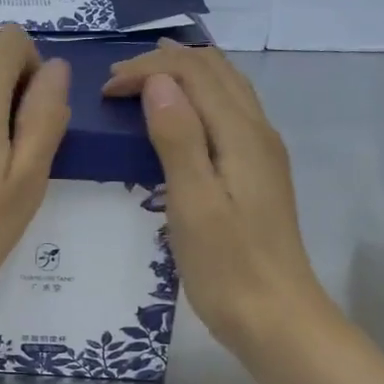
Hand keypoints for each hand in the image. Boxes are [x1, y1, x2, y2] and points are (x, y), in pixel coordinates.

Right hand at [103, 41, 337, 360]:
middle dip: (164, 64)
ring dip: (184, 77)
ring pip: (226, 89)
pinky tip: (179, 119)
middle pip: (215, 71)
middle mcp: (258, 132)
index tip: (106, 90)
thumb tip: (158, 81)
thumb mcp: (193, 202)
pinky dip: (197, 100)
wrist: (277, 319)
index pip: (194, 73)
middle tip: (118, 81)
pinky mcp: (257, 174)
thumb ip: (178, 137)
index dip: (147, 69)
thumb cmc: (227, 267)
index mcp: (241, 134)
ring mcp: (262, 153)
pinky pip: (227, 114)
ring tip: (144, 85)